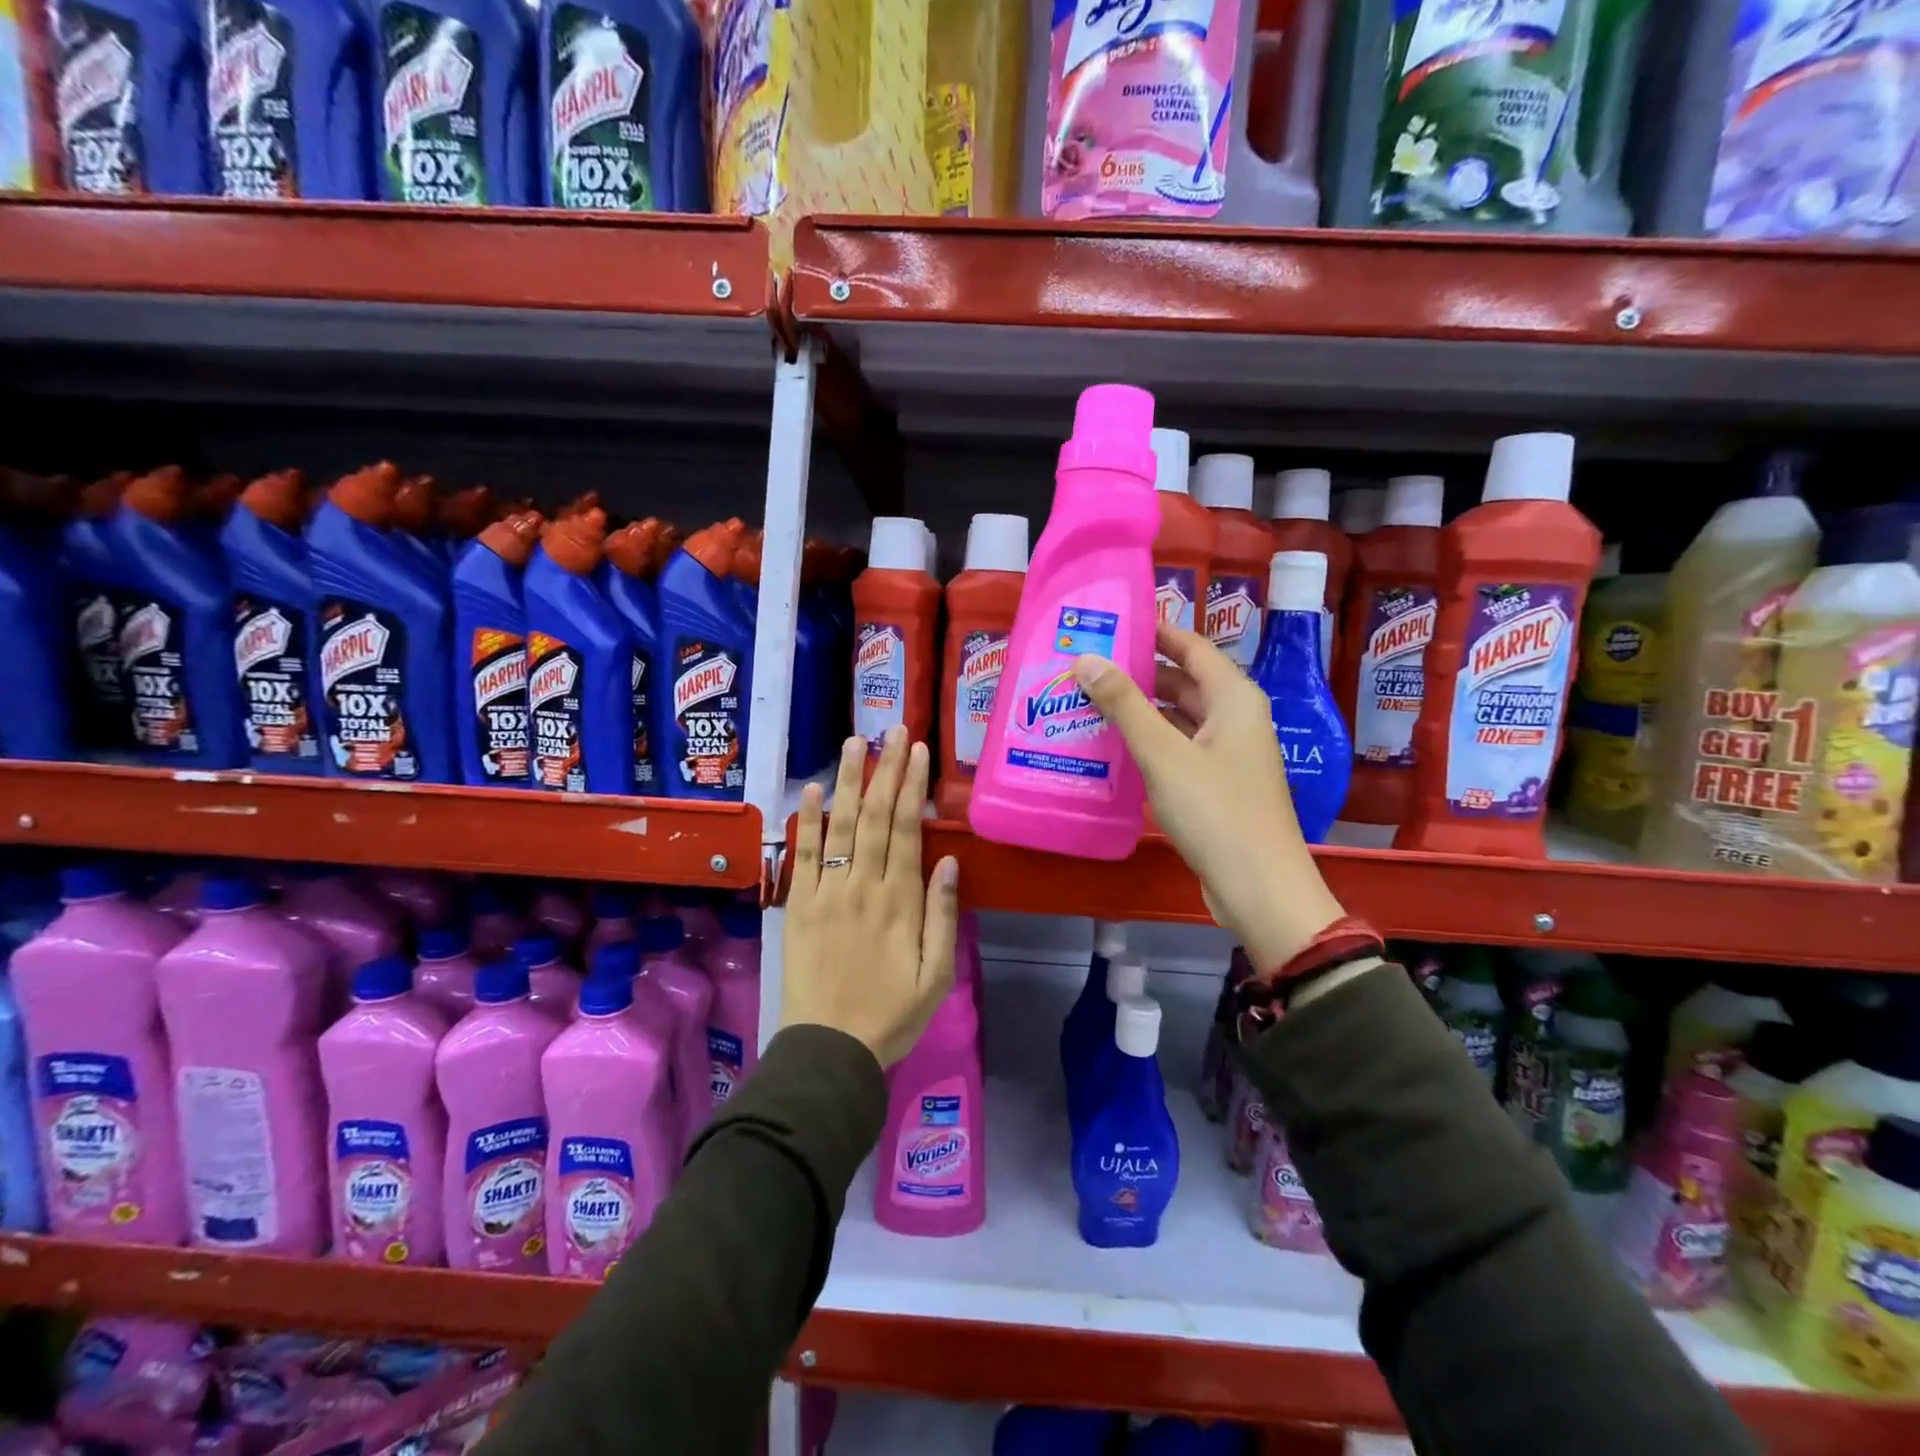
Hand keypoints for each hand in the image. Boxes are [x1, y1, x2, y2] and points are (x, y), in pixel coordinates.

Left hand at [783, 726, 960, 1067]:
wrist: (830, 1050)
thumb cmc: (892, 1015)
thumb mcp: (937, 975)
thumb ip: (943, 915)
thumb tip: (949, 861)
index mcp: (901, 902)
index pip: (907, 830)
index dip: (911, 787)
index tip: (916, 751)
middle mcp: (864, 886)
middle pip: (876, 818)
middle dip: (886, 770)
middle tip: (892, 730)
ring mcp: (827, 893)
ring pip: (841, 826)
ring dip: (848, 782)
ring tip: (855, 743)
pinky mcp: (798, 906)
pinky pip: (803, 856)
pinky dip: (806, 822)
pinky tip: (810, 790)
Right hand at [1072, 623, 1346, 971]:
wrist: (1258, 888)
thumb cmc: (1215, 812)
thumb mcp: (1163, 754)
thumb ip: (1124, 705)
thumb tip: (1087, 659)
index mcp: (1234, 699)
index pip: (1192, 647)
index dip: (1154, 631)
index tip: (1111, 623)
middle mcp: (1235, 719)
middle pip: (1184, 681)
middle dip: (1139, 672)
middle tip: (1088, 665)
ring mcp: (1228, 754)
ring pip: (1179, 718)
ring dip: (1141, 709)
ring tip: (1090, 701)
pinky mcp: (1217, 785)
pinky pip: (1179, 748)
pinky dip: (1150, 742)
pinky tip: (1113, 746)